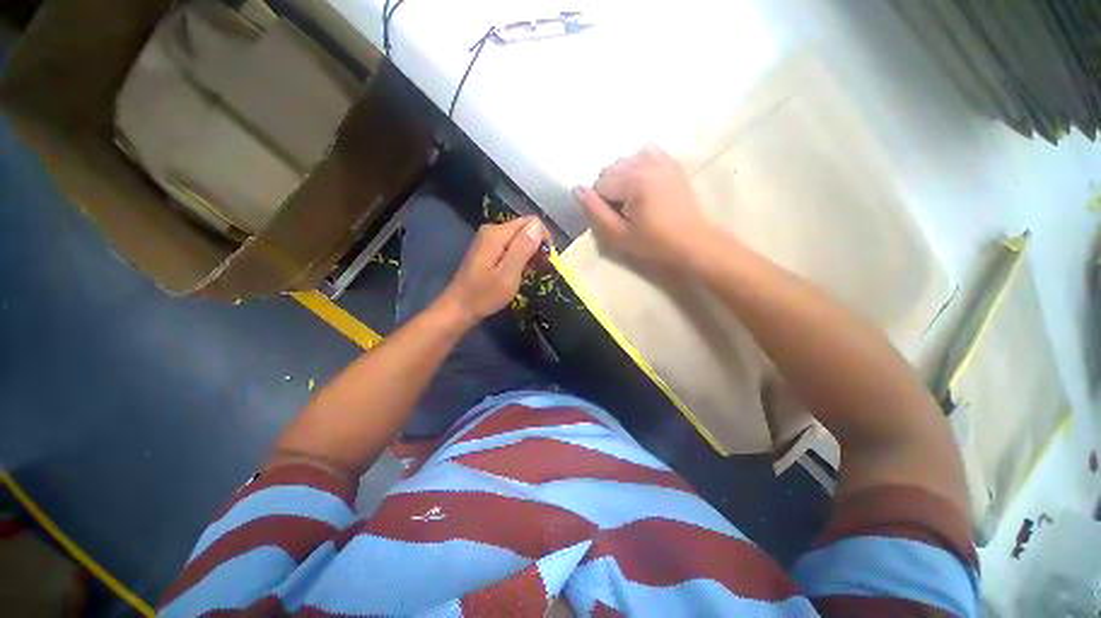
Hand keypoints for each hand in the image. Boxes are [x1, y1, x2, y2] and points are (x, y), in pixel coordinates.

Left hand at [435, 216, 544, 328]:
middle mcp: (492, 231)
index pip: (531, 222)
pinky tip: (519, 273)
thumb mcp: (508, 274)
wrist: (458, 309)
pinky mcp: (488, 250)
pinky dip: (520, 258)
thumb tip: (538, 225)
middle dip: (536, 246)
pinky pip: (511, 247)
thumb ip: (523, 248)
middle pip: (525, 229)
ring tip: (529, 273)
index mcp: (497, 234)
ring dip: (529, 254)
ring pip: (519, 239)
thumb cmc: (484, 295)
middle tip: (538, 269)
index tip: (545, 261)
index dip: (543, 239)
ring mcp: (488, 240)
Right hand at [574, 144, 713, 267]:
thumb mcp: (619, 234)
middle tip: (623, 211)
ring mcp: (661, 159)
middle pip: (610, 169)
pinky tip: (642, 181)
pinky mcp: (670, 162)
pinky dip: (637, 163)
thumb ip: (595, 211)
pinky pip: (645, 151)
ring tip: (633, 198)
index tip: (614, 219)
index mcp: (634, 181)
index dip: (601, 204)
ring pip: (624, 160)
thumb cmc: (654, 242)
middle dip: (609, 189)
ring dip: (621, 177)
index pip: (599, 184)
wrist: (691, 241)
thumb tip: (577, 189)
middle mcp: (646, 163)